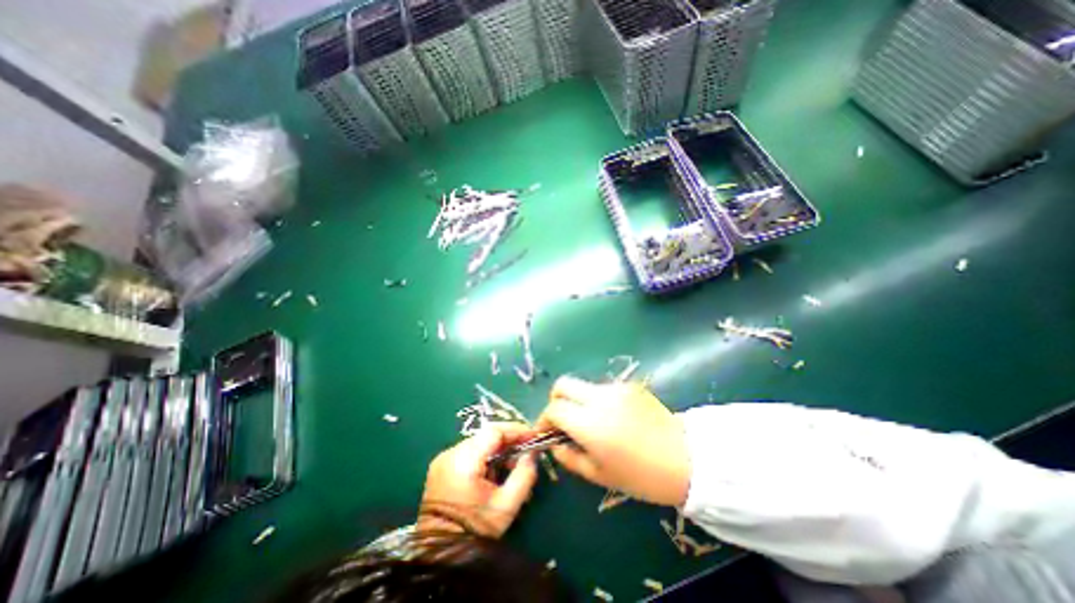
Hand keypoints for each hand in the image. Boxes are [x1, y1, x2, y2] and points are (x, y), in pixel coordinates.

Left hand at [416, 423, 537, 538]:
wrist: (440, 557)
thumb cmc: (475, 531)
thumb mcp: (506, 506)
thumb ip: (524, 475)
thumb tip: (532, 454)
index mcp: (464, 460)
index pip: (494, 431)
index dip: (516, 430)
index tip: (533, 437)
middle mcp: (450, 453)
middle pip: (486, 435)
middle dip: (508, 441)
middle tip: (526, 453)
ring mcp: (443, 459)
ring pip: (478, 443)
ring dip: (497, 450)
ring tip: (512, 467)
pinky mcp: (441, 467)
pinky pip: (469, 452)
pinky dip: (485, 457)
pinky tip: (494, 473)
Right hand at [534, 374, 688, 505]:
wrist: (687, 460)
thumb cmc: (641, 476)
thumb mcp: (599, 475)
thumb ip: (569, 458)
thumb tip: (554, 444)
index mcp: (590, 423)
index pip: (554, 408)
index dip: (544, 419)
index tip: (547, 431)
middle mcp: (599, 398)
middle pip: (563, 384)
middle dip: (555, 400)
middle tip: (562, 419)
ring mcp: (616, 388)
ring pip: (583, 386)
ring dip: (578, 401)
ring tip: (591, 422)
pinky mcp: (629, 385)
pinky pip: (603, 388)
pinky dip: (597, 400)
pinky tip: (611, 417)